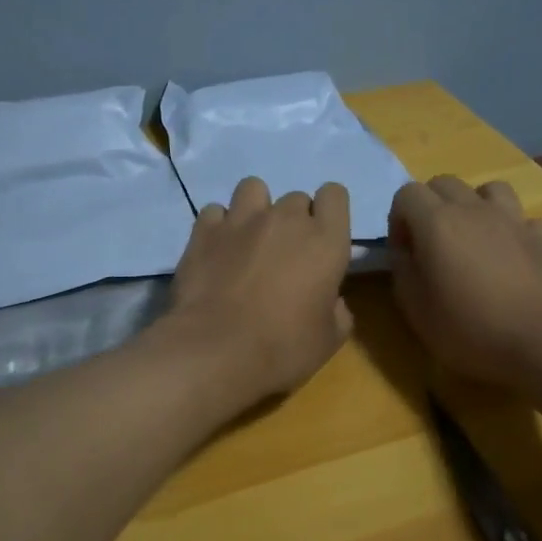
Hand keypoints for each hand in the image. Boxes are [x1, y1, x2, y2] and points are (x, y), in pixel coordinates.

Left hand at [161, 177, 354, 406]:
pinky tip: (217, 249)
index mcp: (326, 241)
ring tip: (248, 239)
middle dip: (293, 221)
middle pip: (296, 198)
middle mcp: (286, 219)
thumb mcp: (329, 340)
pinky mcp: (204, 230)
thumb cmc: (283, 348)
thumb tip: (332, 301)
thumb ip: (337, 311)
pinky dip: (218, 226)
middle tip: (284, 255)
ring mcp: (241, 219)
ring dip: (256, 209)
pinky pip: (215, 211)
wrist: (216, 351)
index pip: (334, 195)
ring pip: (253, 189)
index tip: (322, 239)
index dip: (329, 213)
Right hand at [388, 176, 541, 389]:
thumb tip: (406, 252)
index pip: (406, 193)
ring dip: (474, 206)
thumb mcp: (416, 309)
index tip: (405, 252)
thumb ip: (403, 271)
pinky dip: (513, 231)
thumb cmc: (470, 329)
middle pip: (444, 183)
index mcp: (437, 222)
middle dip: (430, 206)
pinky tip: (511, 256)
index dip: (398, 220)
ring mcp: (513, 220)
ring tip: (472, 240)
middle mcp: (474, 210)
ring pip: (488, 189)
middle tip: (432, 245)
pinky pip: (523, 219)